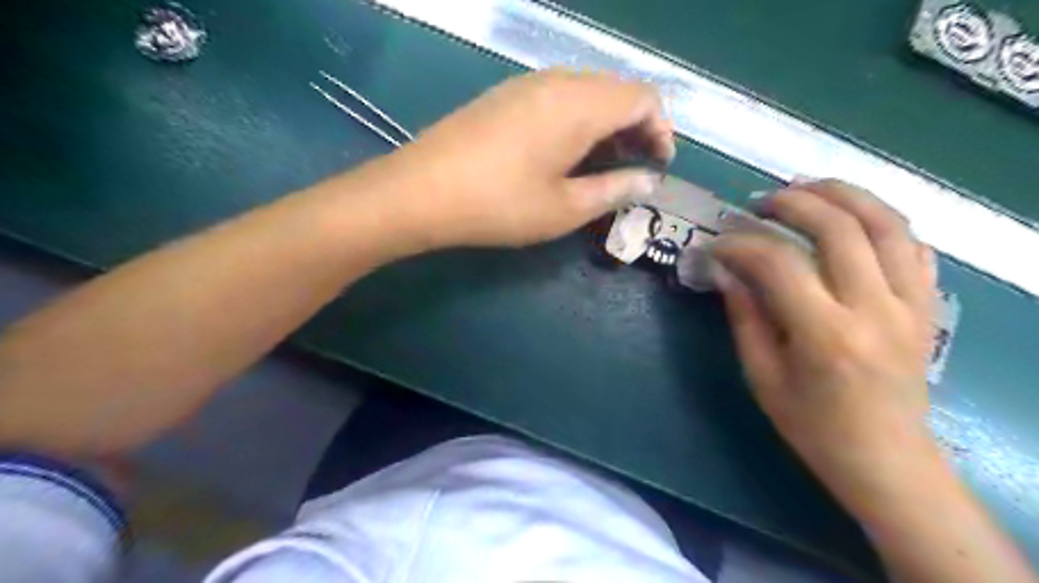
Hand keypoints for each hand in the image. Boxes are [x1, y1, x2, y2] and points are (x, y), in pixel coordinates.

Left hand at [373, 68, 674, 248]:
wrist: (421, 191)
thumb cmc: (499, 205)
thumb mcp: (565, 208)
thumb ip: (614, 190)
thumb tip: (648, 181)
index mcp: (580, 104)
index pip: (643, 98)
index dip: (661, 131)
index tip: (658, 167)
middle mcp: (557, 81)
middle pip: (617, 90)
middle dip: (637, 127)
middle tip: (634, 168)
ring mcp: (526, 84)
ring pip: (587, 91)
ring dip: (607, 123)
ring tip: (604, 163)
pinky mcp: (505, 95)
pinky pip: (558, 96)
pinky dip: (578, 119)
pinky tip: (566, 152)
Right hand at [715, 177, 942, 515]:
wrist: (886, 458)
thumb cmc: (812, 425)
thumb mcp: (762, 376)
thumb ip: (745, 317)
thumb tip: (726, 271)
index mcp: (825, 335)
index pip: (778, 264)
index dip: (740, 245)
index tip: (717, 244)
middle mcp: (874, 309)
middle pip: (839, 228)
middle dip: (793, 203)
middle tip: (761, 203)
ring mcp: (910, 304)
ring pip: (886, 223)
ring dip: (844, 195)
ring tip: (807, 189)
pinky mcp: (927, 306)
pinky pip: (913, 245)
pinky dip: (881, 220)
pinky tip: (852, 217)